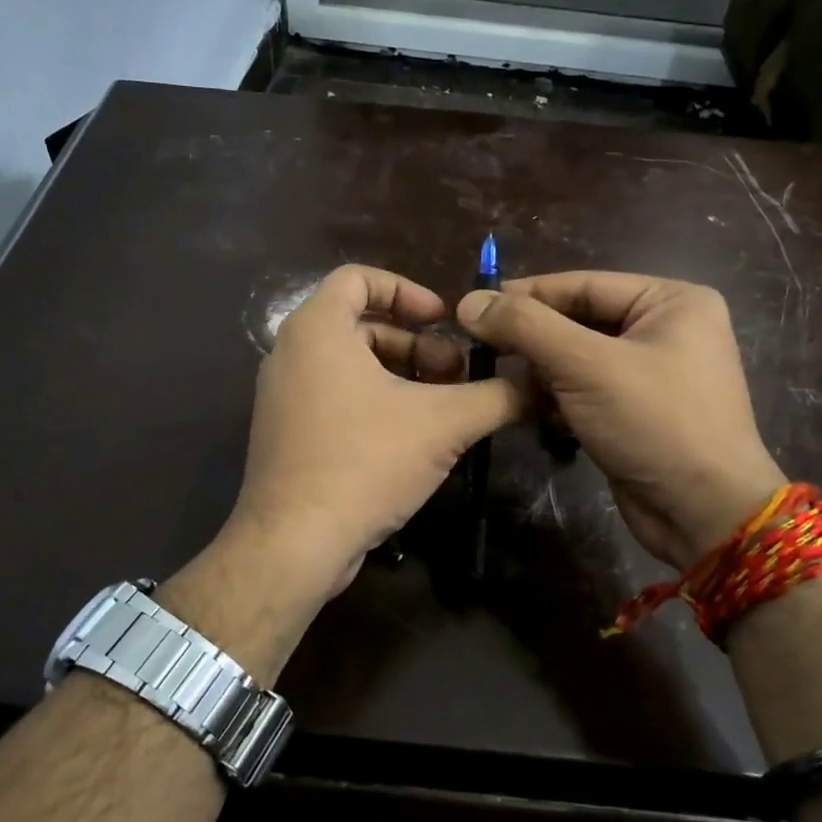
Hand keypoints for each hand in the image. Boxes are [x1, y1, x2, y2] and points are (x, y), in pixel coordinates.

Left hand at [224, 266, 526, 602]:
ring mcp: (283, 397)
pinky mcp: (286, 434)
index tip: (444, 321)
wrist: (295, 542)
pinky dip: (374, 402)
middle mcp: (291, 354)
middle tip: (459, 374)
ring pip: (350, 366)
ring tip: (445, 408)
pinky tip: (412, 438)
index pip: (359, 278)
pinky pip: (334, 398)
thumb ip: (496, 396)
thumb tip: (539, 384)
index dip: (408, 291)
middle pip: (361, 325)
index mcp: (317, 330)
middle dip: (417, 345)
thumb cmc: (365, 462)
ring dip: (401, 377)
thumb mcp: (443, 424)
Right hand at [457, 272, 785, 570]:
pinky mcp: (636, 411)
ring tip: (503, 383)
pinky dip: (558, 399)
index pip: (582, 284)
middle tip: (479, 349)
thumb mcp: (586, 365)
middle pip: (578, 320)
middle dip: (531, 339)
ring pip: (577, 358)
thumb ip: (526, 327)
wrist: (704, 514)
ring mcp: (652, 373)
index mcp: (671, 301)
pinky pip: (585, 390)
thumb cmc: (655, 423)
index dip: (525, 294)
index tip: (472, 307)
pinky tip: (534, 412)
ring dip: (541, 373)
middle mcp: (665, 329)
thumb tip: (469, 302)